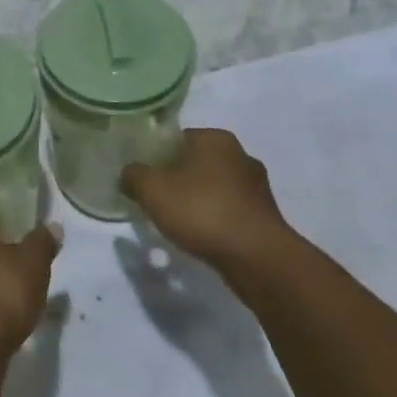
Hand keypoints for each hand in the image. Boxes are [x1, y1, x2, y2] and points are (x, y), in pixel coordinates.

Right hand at [122, 128, 292, 270]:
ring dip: (199, 201)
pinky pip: (231, 210)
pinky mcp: (266, 215)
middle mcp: (240, 154)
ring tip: (179, 223)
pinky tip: (204, 237)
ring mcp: (257, 186)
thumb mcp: (152, 190)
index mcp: (215, 138)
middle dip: (178, 179)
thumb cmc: (202, 211)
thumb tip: (129, 174)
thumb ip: (134, 176)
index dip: (157, 156)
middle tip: (158, 200)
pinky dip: (216, 219)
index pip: (177, 138)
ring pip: (215, 187)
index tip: (146, 178)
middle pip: (196, 162)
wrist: (257, 258)